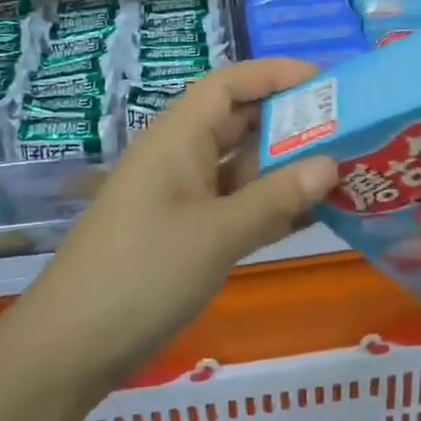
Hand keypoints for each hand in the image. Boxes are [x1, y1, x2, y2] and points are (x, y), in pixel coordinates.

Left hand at [25, 58, 337, 385]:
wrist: (70, 347)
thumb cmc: (143, 273)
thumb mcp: (216, 234)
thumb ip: (275, 198)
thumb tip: (331, 163)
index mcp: (177, 137)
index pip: (229, 83)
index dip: (275, 74)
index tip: (327, 81)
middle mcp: (179, 157)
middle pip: (239, 122)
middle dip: (291, 122)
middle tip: (349, 129)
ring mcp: (181, 197)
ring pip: (240, 167)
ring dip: (285, 168)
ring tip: (343, 171)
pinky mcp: (184, 233)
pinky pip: (235, 205)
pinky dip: (268, 205)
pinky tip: (310, 216)